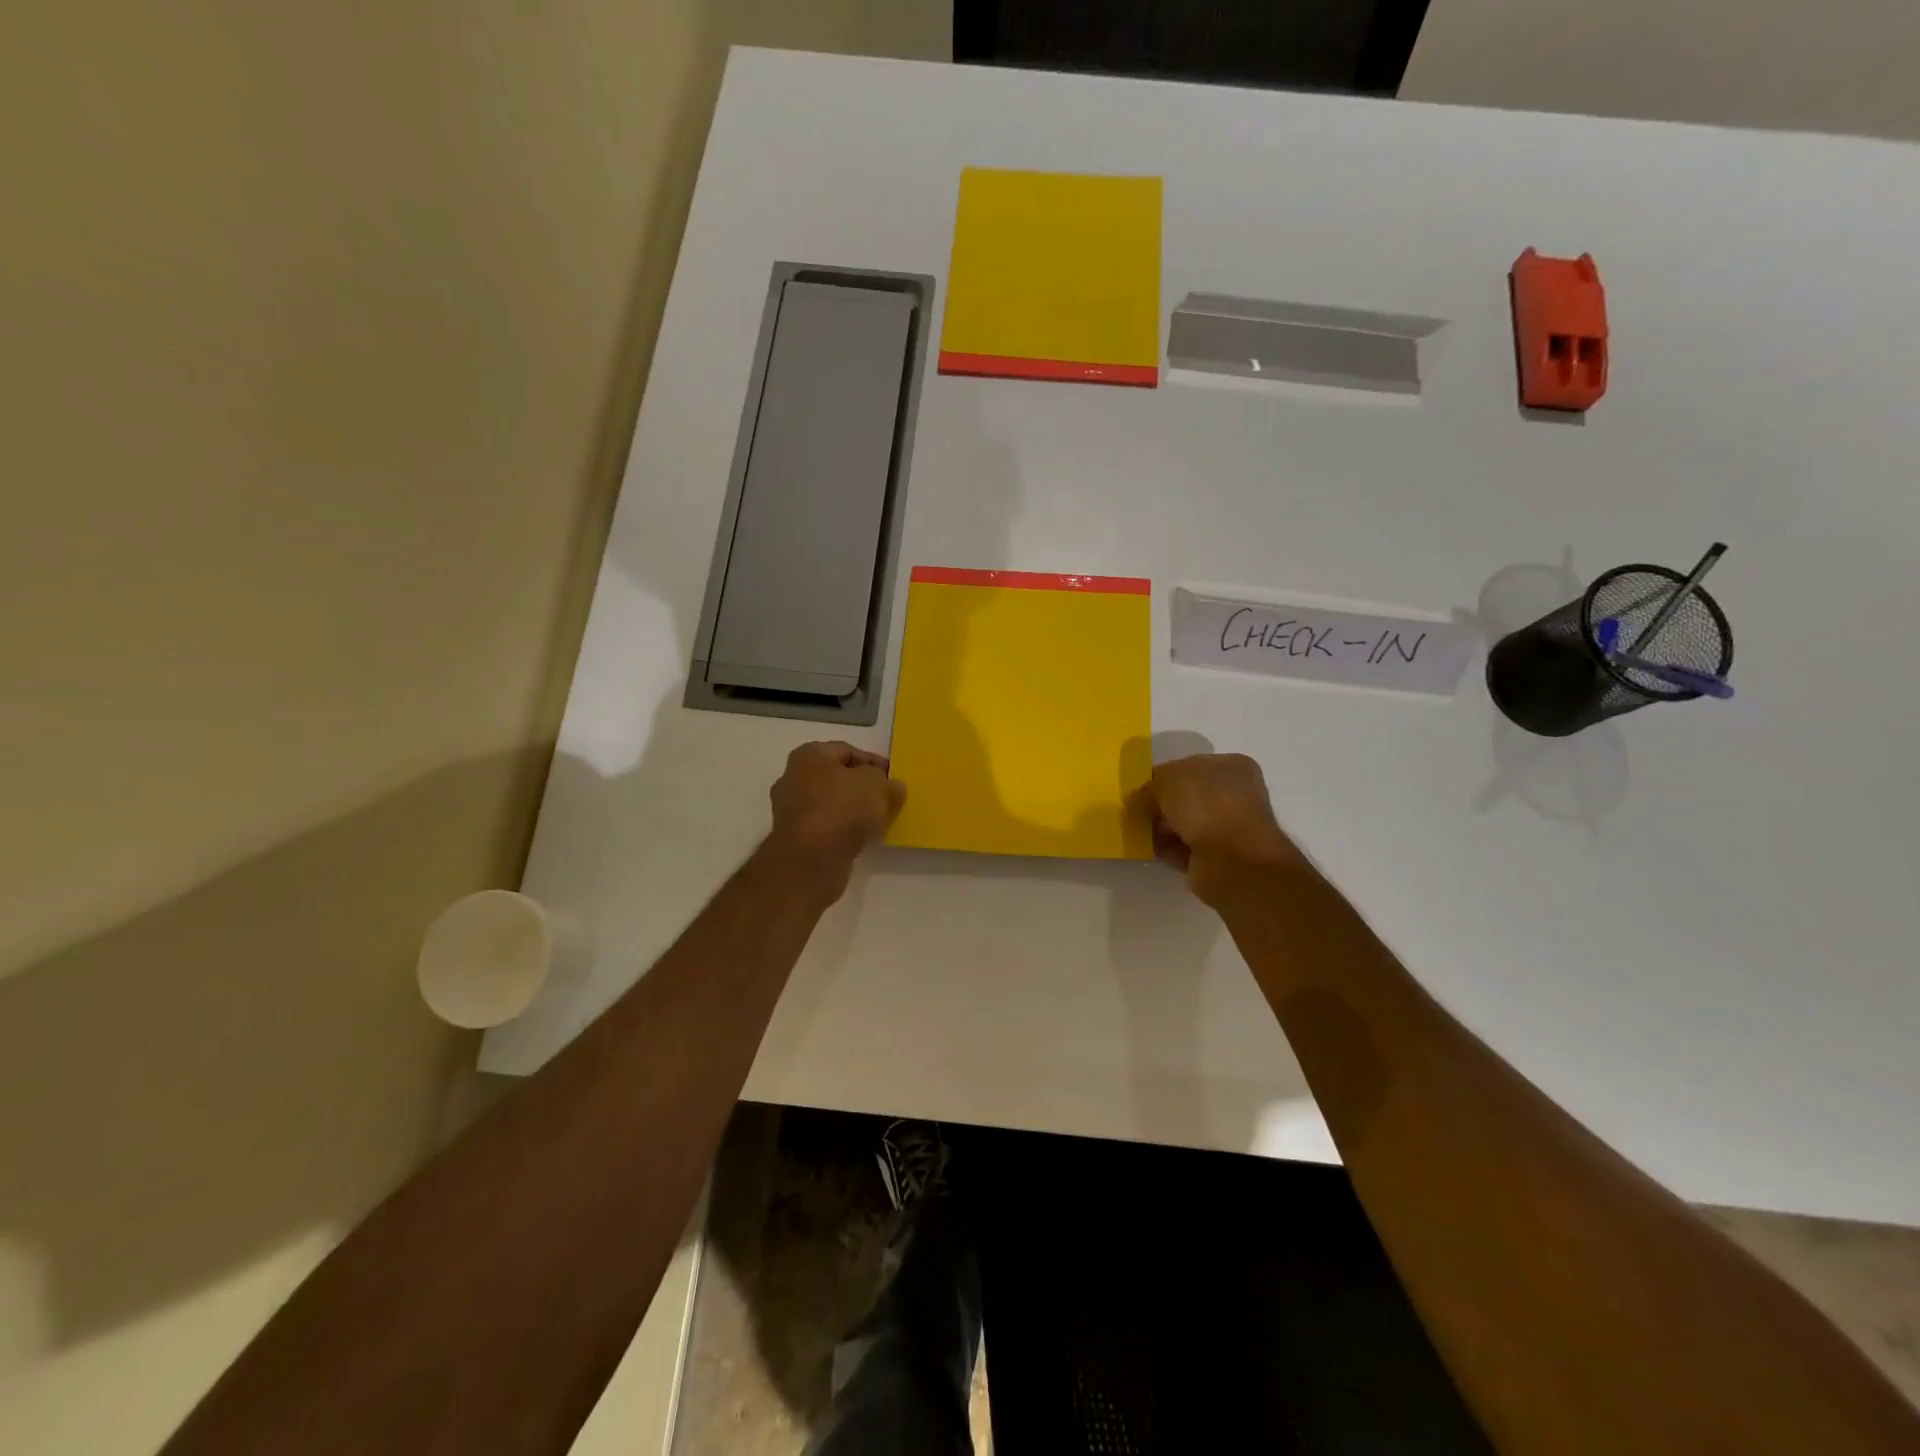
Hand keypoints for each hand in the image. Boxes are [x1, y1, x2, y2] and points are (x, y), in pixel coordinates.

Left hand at [764, 741, 905, 900]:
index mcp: (809, 755)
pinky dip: (843, 829)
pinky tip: (861, 838)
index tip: (893, 778)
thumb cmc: (843, 809)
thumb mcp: (877, 786)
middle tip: (887, 799)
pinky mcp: (794, 837)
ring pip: (831, 803)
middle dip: (863, 787)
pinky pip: (825, 825)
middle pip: (837, 777)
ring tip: (878, 821)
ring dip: (853, 810)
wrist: (810, 859)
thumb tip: (892, 787)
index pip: (848, 751)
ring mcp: (790, 809)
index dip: (874, 762)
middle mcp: (793, 777)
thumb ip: (888, 783)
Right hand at [1133, 753, 1303, 906]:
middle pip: (1184, 796)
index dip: (1162, 777)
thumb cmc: (1207, 806)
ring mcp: (1228, 827)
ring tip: (1144, 833)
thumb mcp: (1169, 780)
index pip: (1188, 766)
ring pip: (1183, 823)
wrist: (1233, 860)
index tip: (1141, 789)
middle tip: (1139, 812)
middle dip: (1160, 805)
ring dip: (1162, 828)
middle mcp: (1233, 794)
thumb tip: (1138, 799)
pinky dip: (1169, 849)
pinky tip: (1158, 850)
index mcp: (1231, 767)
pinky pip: (1184, 848)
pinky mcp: (1218, 856)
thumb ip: (1149, 786)